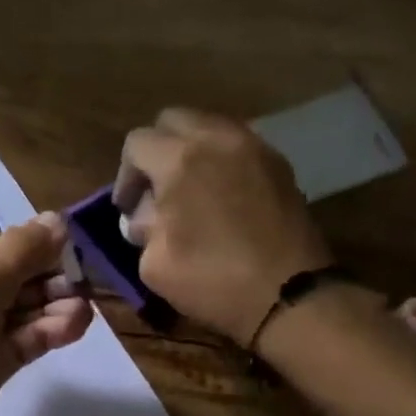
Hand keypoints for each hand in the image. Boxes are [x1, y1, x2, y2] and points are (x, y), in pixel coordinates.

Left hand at [0, 214, 91, 415]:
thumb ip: (21, 253)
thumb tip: (57, 220)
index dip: (34, 247)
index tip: (76, 250)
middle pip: (8, 280)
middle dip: (46, 280)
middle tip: (85, 284)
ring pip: (17, 314)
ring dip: (51, 308)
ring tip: (83, 312)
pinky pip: (18, 344)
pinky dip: (44, 334)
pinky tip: (73, 327)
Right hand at [114, 109, 335, 346]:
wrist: (289, 294)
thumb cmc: (213, 281)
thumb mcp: (155, 265)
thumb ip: (142, 229)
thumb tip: (145, 215)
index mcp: (180, 160)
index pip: (137, 143)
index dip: (126, 175)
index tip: (129, 207)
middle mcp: (217, 139)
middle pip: (174, 120)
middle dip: (158, 150)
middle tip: (156, 190)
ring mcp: (254, 147)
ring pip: (210, 127)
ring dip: (191, 152)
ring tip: (191, 192)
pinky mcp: (279, 164)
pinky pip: (238, 146)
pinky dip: (222, 161)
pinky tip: (222, 198)